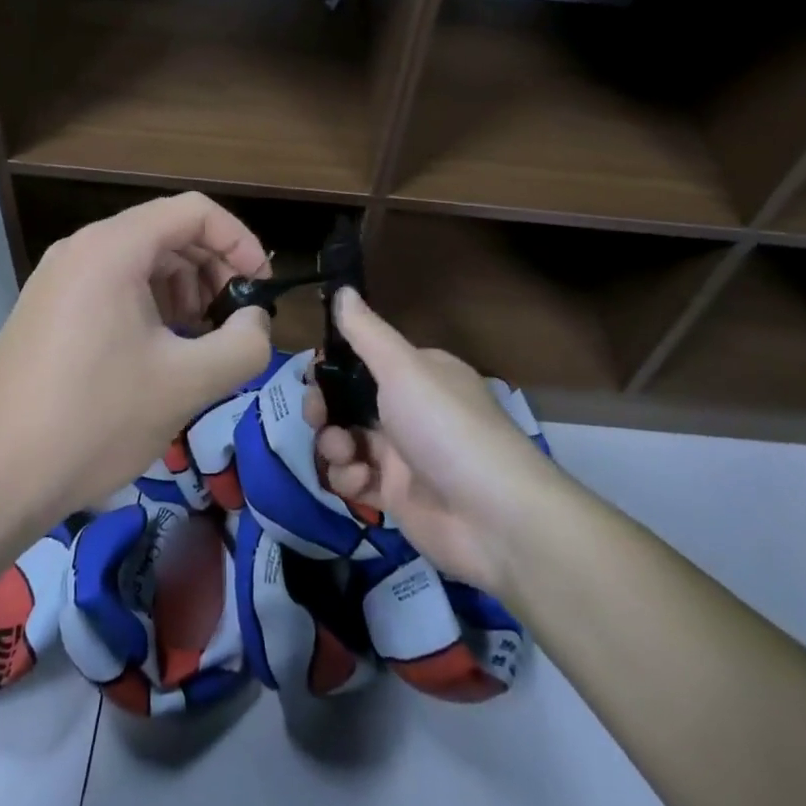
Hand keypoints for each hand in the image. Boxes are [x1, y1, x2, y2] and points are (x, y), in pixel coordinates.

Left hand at [0, 193, 273, 527]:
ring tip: (201, 338)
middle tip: (235, 318)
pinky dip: (150, 304)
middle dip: (213, 268)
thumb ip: (243, 344)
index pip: (194, 211)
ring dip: (184, 288)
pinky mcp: (47, 309)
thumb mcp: (186, 384)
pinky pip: (113, 285)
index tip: (260, 288)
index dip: (240, 241)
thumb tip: (256, 321)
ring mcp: (58, 278)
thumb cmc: (94, 421)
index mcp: (113, 248)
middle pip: (167, 231)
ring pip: (140, 260)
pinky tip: (161, 350)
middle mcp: (81, 248)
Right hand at [306, 289, 559, 599]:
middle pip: (349, 401)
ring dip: (334, 445)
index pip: (364, 361)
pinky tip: (360, 482)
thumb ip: (366, 332)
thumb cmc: (444, 427)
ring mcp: (403, 455)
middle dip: (325, 408)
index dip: (333, 366)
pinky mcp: (397, 497)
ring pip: (348, 441)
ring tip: (344, 454)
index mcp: (418, 374)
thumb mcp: (403, 368)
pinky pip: (358, 480)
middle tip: (317, 416)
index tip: (312, 373)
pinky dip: (351, 480)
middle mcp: (410, 410)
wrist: (493, 517)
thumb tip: (343, 288)